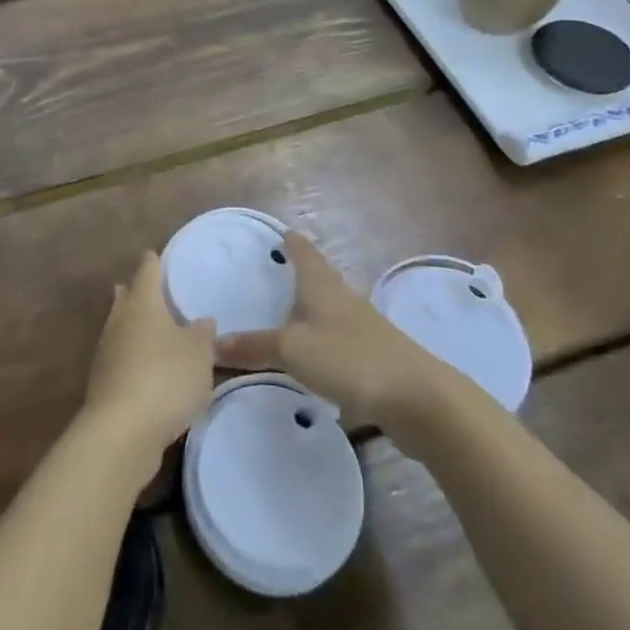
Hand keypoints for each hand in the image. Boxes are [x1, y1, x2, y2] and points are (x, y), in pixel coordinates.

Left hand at [81, 252, 216, 486]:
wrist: (122, 431)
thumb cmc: (165, 378)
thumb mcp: (199, 355)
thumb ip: (203, 334)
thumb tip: (202, 320)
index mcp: (143, 303)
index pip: (148, 270)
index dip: (154, 261)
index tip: (157, 254)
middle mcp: (120, 320)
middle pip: (127, 297)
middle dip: (137, 291)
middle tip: (152, 289)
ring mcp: (107, 351)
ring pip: (121, 327)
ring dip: (134, 325)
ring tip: (153, 328)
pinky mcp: (104, 382)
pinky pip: (121, 357)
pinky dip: (133, 355)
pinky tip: (147, 368)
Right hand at [217, 230, 438, 423]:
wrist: (416, 397)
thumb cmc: (347, 357)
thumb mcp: (291, 350)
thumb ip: (253, 346)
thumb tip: (213, 343)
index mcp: (321, 283)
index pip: (302, 250)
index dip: (289, 241)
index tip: (277, 233)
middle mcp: (342, 296)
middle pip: (318, 275)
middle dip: (298, 272)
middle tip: (272, 272)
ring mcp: (362, 325)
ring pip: (329, 306)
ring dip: (310, 306)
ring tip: (286, 312)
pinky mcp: (373, 354)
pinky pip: (339, 336)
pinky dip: (322, 337)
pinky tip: (312, 353)